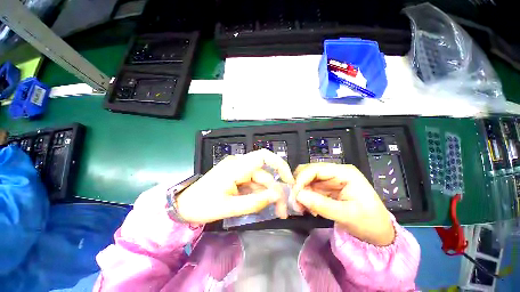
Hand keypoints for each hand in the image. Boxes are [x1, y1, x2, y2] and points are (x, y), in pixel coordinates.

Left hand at [177, 149, 293, 223]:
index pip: (263, 156)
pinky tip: (261, 205)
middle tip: (282, 211)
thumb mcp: (230, 207)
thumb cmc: (203, 206)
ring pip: (260, 180)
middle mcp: (239, 164)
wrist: (184, 205)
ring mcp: (238, 170)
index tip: (289, 181)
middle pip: (264, 174)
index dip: (279, 165)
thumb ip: (255, 202)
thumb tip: (277, 195)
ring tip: (275, 211)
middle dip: (275, 191)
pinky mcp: (237, 176)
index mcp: (236, 166)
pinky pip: (253, 183)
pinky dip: (259, 194)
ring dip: (268, 195)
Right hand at [292, 163, 394, 245]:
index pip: (316, 169)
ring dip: (301, 192)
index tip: (295, 194)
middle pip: (309, 171)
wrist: (379, 234)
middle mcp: (335, 172)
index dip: (302, 179)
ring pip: (307, 180)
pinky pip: (310, 188)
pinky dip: (305, 197)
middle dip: (299, 185)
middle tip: (296, 202)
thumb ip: (321, 204)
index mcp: (344, 173)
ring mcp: (330, 180)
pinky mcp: (326, 188)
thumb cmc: (369, 222)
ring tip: (302, 209)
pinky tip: (309, 209)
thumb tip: (298, 195)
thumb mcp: (346, 215)